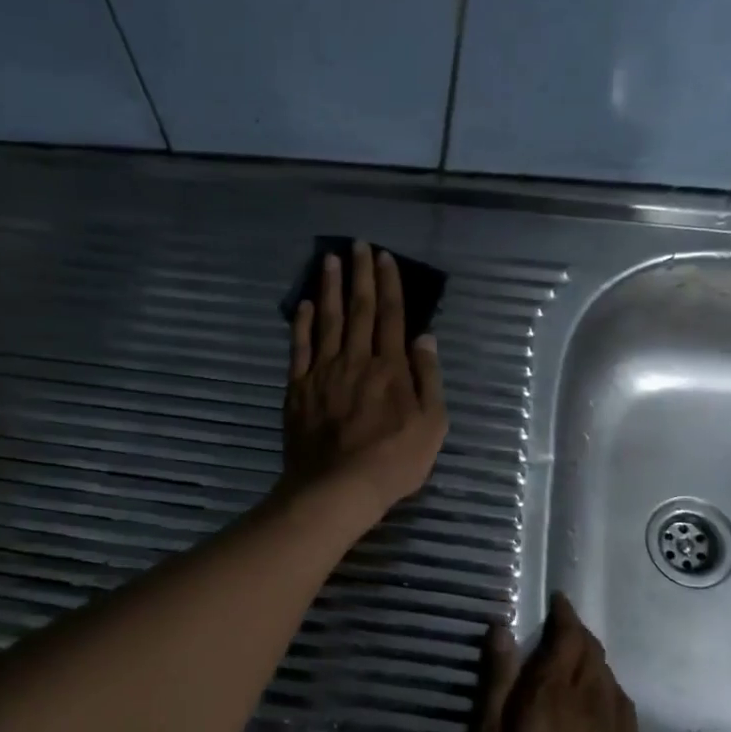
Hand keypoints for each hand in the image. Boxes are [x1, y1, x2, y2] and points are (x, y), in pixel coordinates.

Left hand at [282, 242, 446, 524]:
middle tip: (357, 245)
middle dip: (359, 274)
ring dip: (329, 287)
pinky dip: (301, 323)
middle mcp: (357, 359)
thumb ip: (428, 378)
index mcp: (391, 366)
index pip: (392, 315)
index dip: (389, 283)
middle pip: (359, 308)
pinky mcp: (299, 387)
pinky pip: (300, 347)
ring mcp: (324, 371)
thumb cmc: (393, 460)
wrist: (337, 487)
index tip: (384, 257)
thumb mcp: (431, 424)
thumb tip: (425, 338)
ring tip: (329, 260)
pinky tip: (303, 304)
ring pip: (327, 319)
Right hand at [475, 593, 642, 731]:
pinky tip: (596, 701)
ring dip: (591, 659)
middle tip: (557, 629)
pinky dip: (607, 687)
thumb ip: (496, 683)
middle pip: (592, 651)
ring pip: (609, 676)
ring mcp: (618, 730)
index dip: (564, 614)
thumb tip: (500, 627)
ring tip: (572, 661)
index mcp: (554, 693)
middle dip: (576, 633)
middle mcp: (593, 701)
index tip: (556, 601)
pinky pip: (622, 703)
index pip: (568, 636)